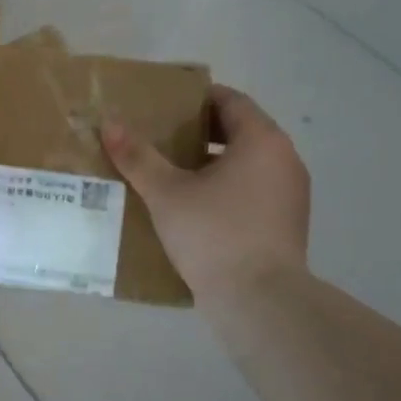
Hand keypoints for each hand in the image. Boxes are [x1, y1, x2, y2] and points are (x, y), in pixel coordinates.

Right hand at [102, 83, 309, 299]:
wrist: (260, 300)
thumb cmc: (214, 233)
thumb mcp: (167, 193)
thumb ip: (139, 157)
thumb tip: (110, 125)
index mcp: (262, 141)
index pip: (231, 101)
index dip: (196, 99)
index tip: (164, 107)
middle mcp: (284, 160)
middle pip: (240, 131)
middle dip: (200, 132)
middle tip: (161, 139)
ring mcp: (290, 194)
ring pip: (248, 163)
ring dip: (213, 162)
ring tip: (172, 174)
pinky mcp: (287, 223)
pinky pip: (253, 190)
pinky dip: (227, 188)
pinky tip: (195, 208)